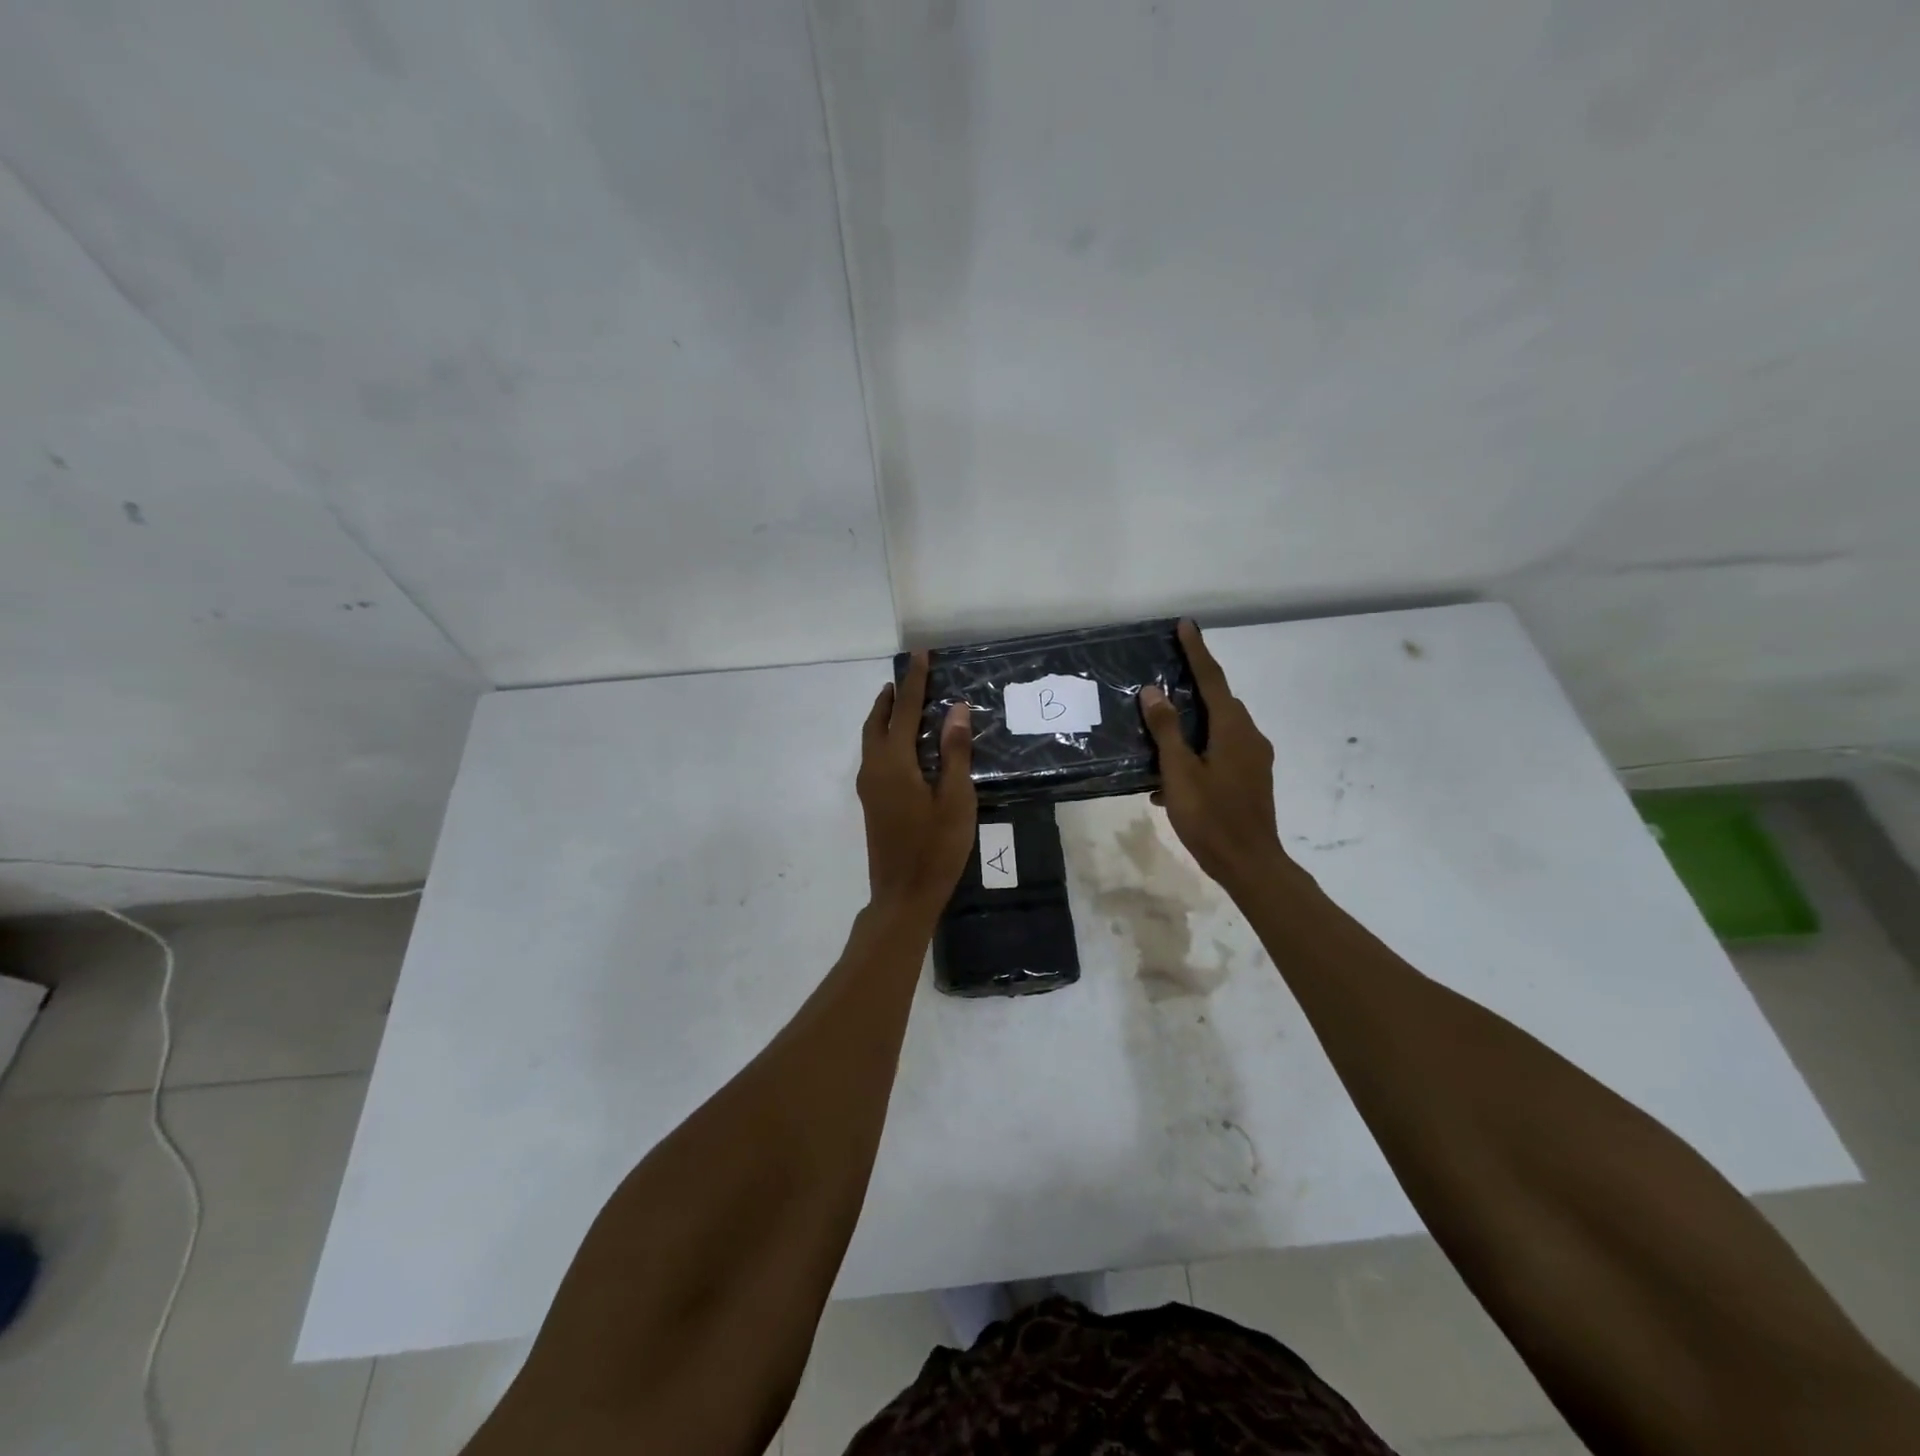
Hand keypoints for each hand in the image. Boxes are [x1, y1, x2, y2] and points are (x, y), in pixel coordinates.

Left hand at [858, 651, 976, 917]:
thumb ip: (954, 753)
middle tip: (909, 675)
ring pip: (871, 738)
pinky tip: (901, 743)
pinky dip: (884, 735)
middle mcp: (874, 769)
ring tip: (900, 700)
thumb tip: (956, 709)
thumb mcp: (955, 800)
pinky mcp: (871, 801)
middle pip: (878, 721)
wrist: (903, 896)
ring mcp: (869, 787)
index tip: (920, 654)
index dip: (914, 682)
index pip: (904, 711)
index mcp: (893, 764)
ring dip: (884, 715)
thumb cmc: (935, 849)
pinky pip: (873, 754)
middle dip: (892, 696)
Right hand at [1140, 620, 1294, 896]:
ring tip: (1161, 729)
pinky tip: (1170, 778)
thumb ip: (1166, 730)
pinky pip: (1221, 751)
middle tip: (1166, 675)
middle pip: (1219, 701)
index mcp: (1233, 730)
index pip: (1213, 679)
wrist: (1250, 864)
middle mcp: (1249, 737)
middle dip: (1195, 685)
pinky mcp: (1251, 779)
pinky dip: (1198, 751)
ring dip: (1192, 724)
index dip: (1197, 651)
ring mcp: (1253, 759)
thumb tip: (1153, 691)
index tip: (1185, 625)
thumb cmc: (1211, 817)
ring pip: (1219, 728)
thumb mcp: (1180, 773)